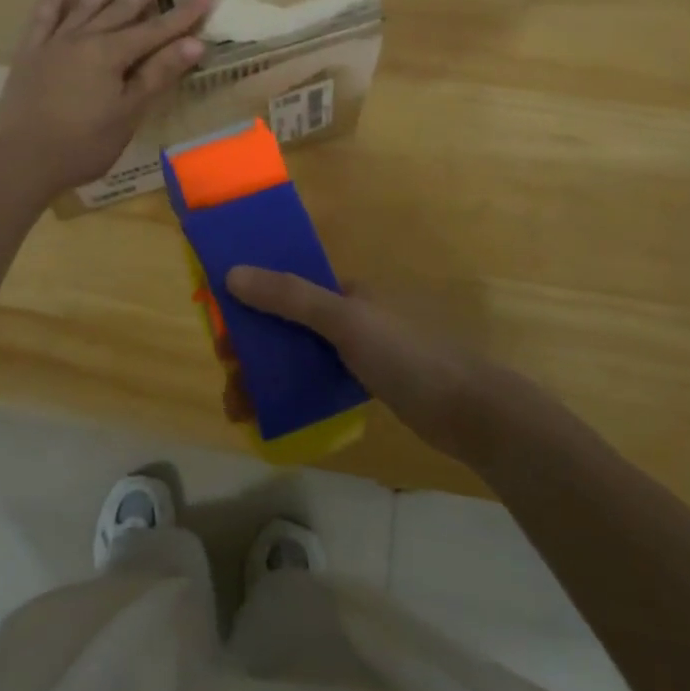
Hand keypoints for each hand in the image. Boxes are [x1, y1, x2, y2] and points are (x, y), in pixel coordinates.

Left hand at [0, 0, 213, 197]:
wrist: (22, 159)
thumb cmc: (83, 144)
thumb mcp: (128, 113)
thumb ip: (157, 75)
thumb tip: (194, 43)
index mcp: (111, 54)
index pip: (157, 29)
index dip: (184, 12)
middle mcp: (84, 39)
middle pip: (121, 8)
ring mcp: (54, 43)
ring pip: (86, 6)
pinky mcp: (30, 53)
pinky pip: (43, 18)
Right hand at [224, 266, 499, 460]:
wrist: (470, 411)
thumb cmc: (406, 355)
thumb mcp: (344, 321)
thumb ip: (290, 297)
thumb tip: (232, 274)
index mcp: (344, 291)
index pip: (284, 288)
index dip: (248, 303)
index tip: (220, 330)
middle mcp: (346, 315)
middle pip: (284, 326)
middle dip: (251, 349)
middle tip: (229, 378)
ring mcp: (355, 352)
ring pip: (296, 358)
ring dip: (264, 377)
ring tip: (239, 408)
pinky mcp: (364, 384)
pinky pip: (315, 382)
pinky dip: (289, 395)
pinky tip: (269, 416)